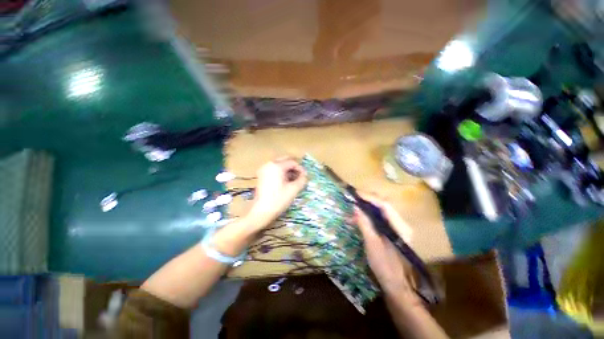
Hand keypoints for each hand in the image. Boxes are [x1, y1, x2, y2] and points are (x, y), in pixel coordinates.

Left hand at [246, 158, 307, 228]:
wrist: (262, 211)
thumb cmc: (279, 199)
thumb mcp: (293, 189)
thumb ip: (302, 179)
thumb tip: (304, 175)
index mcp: (277, 166)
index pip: (292, 162)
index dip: (300, 169)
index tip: (305, 176)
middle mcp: (269, 164)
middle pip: (285, 161)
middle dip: (294, 168)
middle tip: (300, 176)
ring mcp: (264, 169)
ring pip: (279, 165)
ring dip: (288, 170)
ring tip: (294, 180)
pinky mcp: (261, 175)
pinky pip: (274, 169)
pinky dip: (281, 173)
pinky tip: (285, 181)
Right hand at [355, 194, 416, 299]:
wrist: (396, 286)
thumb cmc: (385, 266)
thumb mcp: (372, 243)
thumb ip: (364, 223)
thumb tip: (356, 207)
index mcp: (400, 226)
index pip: (384, 205)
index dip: (369, 198)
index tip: (355, 194)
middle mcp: (401, 224)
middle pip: (383, 207)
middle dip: (367, 202)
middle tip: (353, 200)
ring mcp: (397, 229)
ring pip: (380, 213)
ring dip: (366, 210)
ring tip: (352, 211)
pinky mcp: (392, 234)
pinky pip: (379, 221)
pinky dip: (368, 218)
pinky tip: (358, 221)